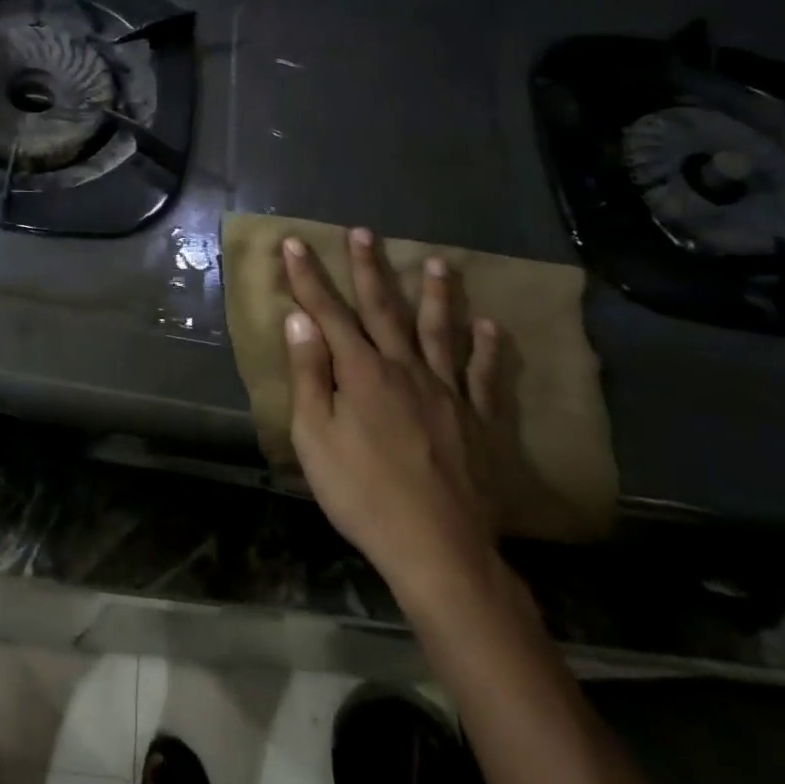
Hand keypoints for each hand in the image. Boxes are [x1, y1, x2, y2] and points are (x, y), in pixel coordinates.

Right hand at [282, 231, 516, 601]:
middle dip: (369, 269)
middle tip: (364, 233)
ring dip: (437, 295)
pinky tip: (491, 327)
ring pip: (441, 332)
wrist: (439, 550)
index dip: (308, 277)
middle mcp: (406, 369)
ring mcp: (448, 393)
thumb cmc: (363, 494)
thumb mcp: (316, 437)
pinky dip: (489, 350)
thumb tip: (299, 320)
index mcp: (362, 373)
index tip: (294, 243)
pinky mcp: (482, 422)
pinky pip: (486, 378)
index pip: (328, 313)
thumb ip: (309, 374)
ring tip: (440, 262)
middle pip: (384, 310)